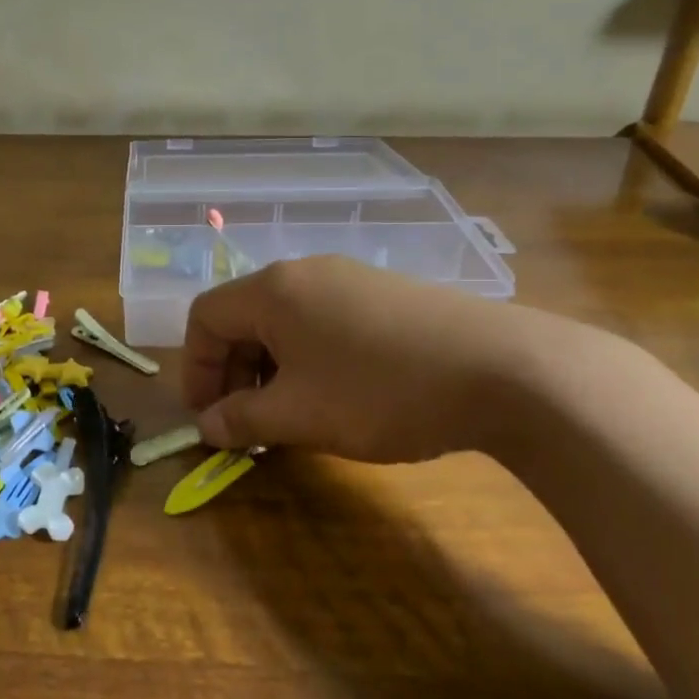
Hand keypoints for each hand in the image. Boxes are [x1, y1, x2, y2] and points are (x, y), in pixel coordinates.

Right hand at [181, 256, 560, 463]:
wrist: (503, 370)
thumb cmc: (380, 391)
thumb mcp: (299, 415)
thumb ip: (242, 419)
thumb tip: (207, 426)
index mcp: (273, 291)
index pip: (205, 317)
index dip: (195, 368)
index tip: (209, 417)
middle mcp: (306, 272)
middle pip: (243, 316)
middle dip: (232, 371)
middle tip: (247, 421)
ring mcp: (350, 278)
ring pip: (285, 321)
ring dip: (271, 368)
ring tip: (291, 413)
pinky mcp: (386, 294)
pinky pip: (323, 321)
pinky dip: (309, 357)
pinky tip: (336, 394)